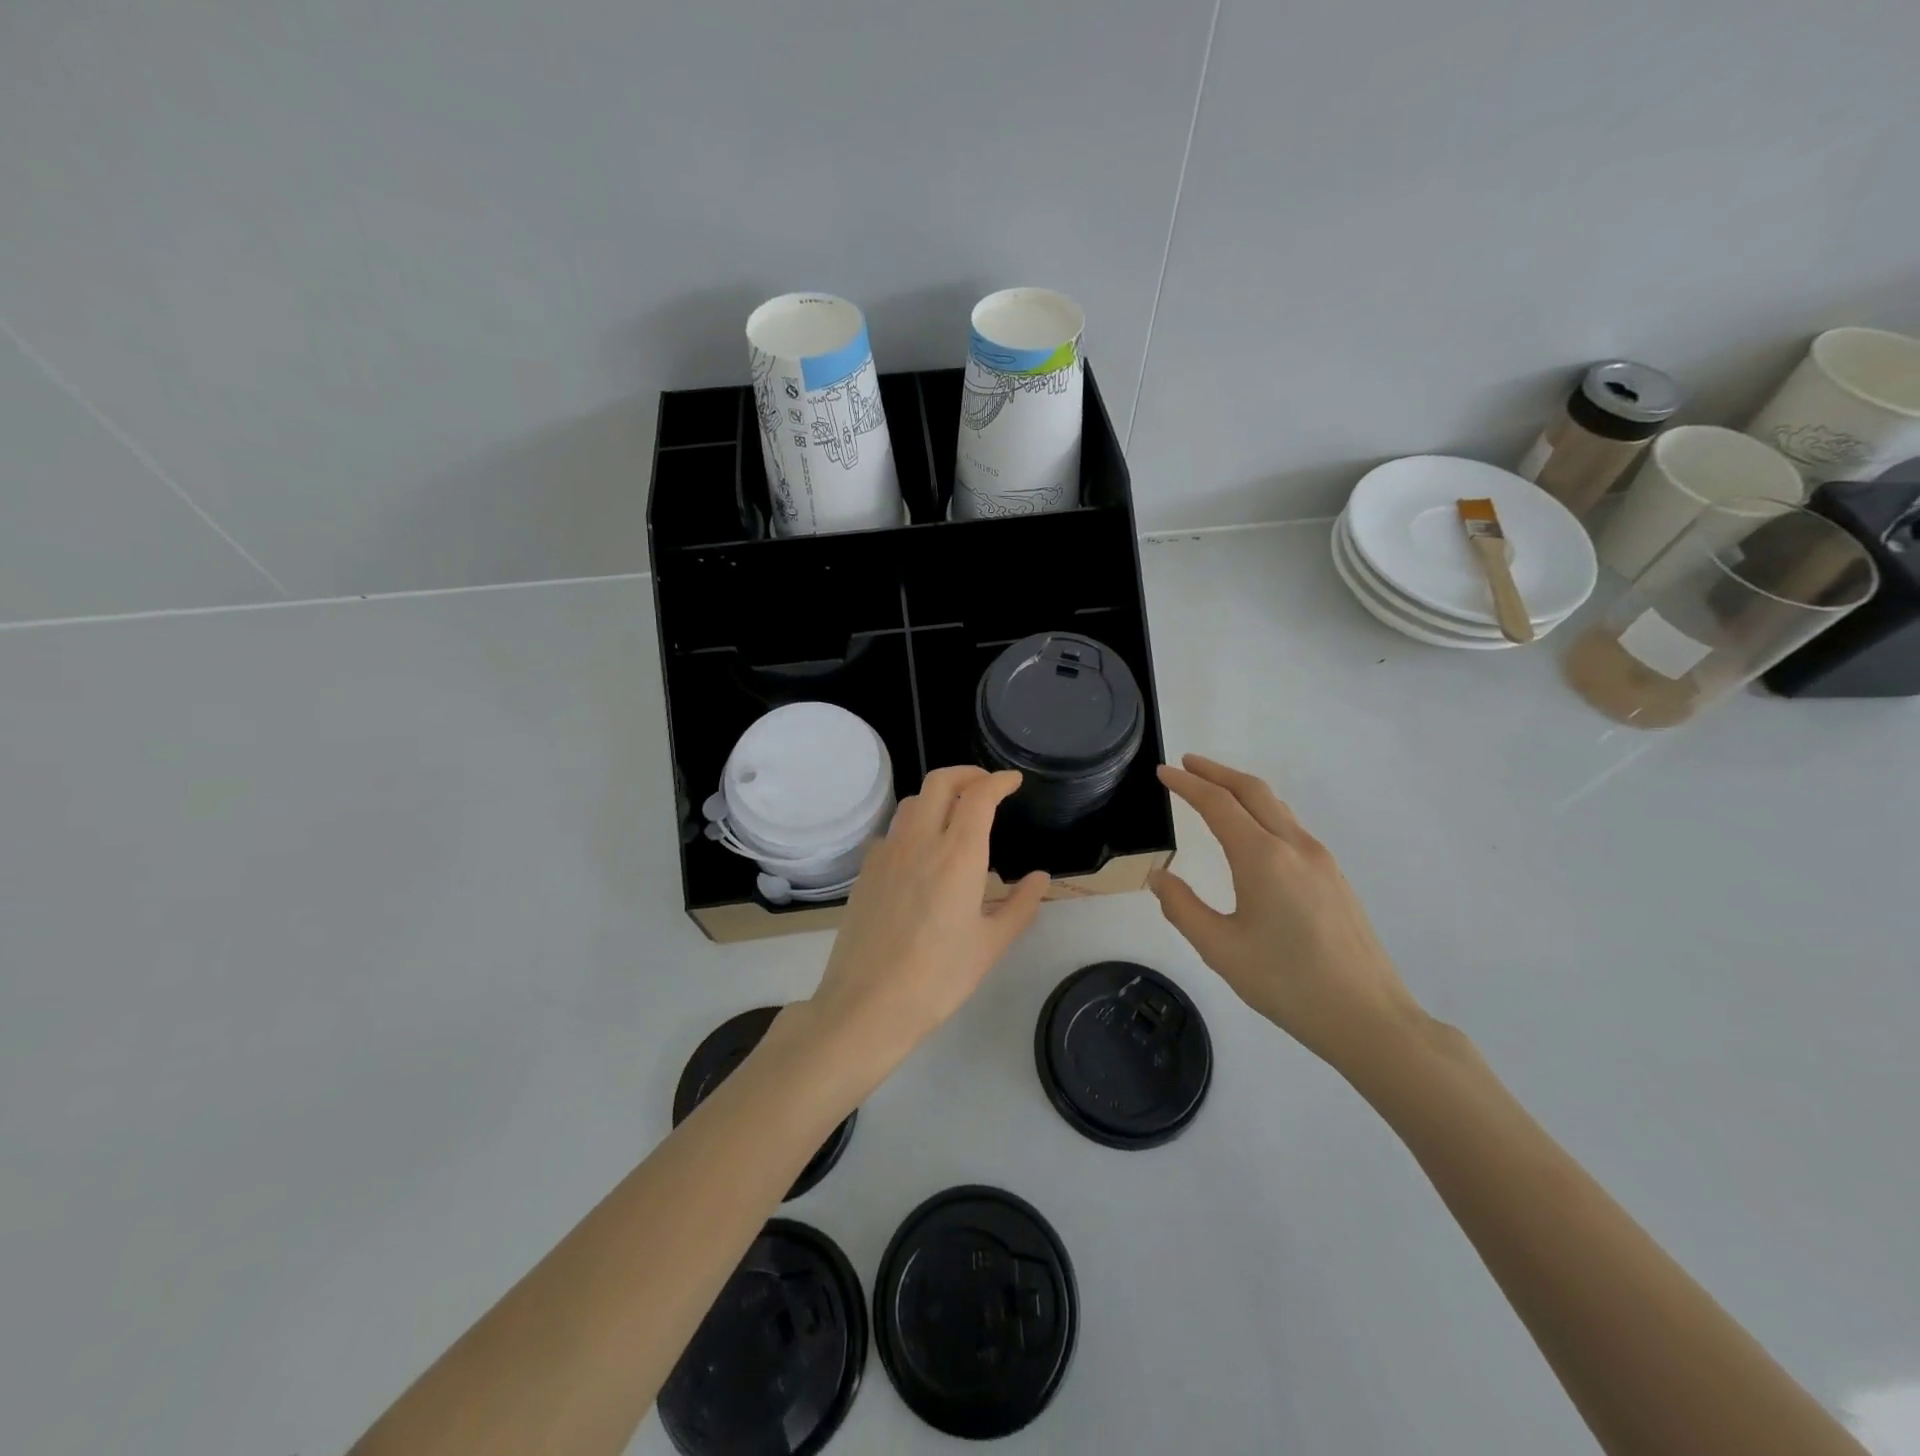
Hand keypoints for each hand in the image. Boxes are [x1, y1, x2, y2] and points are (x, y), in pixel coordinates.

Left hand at [806, 766, 1048, 1074]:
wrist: (867, 1003)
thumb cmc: (938, 977)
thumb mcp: (991, 945)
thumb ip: (1020, 906)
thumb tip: (1040, 878)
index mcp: (957, 855)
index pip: (978, 795)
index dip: (998, 780)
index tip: (1013, 782)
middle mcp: (919, 841)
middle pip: (940, 782)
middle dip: (967, 774)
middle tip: (987, 787)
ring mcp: (887, 853)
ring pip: (913, 802)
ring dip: (938, 795)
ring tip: (956, 815)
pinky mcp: (866, 870)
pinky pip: (894, 830)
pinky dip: (914, 823)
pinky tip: (923, 852)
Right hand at [1150, 755, 1424, 1070]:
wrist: (1368, 1017)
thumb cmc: (1287, 984)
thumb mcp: (1220, 950)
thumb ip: (1182, 908)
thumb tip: (1159, 877)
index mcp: (1262, 858)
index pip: (1217, 804)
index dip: (1186, 784)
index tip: (1163, 771)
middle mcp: (1295, 847)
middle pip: (1252, 790)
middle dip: (1216, 771)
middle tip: (1186, 764)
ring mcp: (1321, 860)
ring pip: (1276, 806)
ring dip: (1241, 790)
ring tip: (1214, 791)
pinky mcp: (1335, 877)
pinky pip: (1291, 827)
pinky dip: (1262, 812)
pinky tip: (1252, 832)